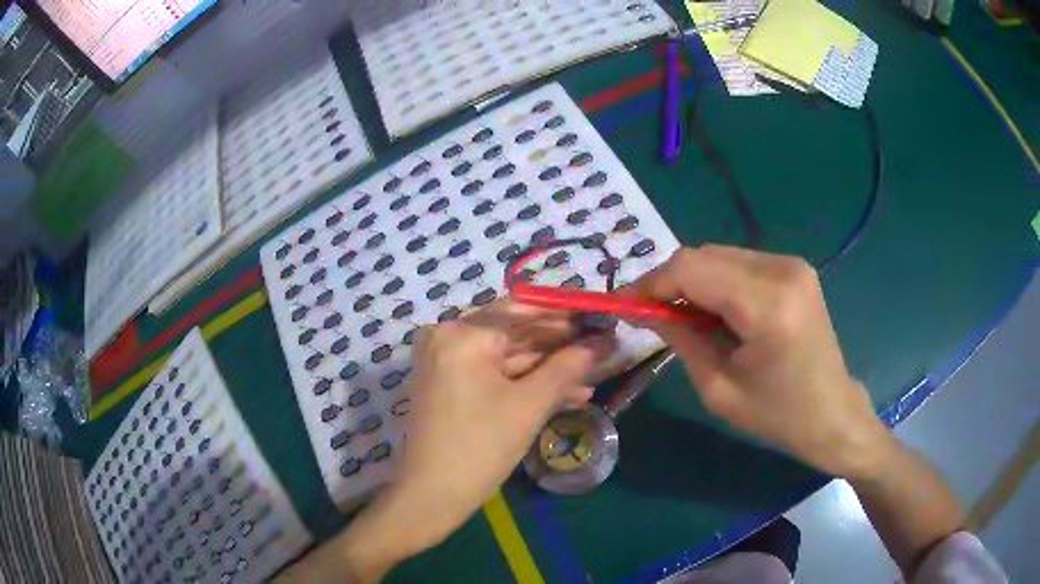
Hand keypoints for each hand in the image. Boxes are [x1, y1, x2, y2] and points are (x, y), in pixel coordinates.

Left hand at [277, 301, 615, 582]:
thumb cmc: (480, 447)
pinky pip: (494, 375)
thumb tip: (603, 343)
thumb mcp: (529, 405)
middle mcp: (449, 338)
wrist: (432, 496)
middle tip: (601, 348)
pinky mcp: (450, 385)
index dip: (563, 314)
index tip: (597, 318)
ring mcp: (446, 362)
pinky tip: (567, 396)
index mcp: (463, 335)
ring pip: (507, 357)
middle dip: (559, 345)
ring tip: (592, 377)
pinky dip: (525, 384)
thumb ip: (568, 368)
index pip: (522, 309)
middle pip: (514, 332)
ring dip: (548, 369)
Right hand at [630, 245, 886, 478]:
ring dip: (693, 281)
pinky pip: (739, 262)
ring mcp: (792, 264)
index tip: (626, 305)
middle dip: (670, 281)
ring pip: (719, 255)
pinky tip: (716, 312)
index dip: (652, 283)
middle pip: (704, 255)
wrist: (832, 412)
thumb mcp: (718, 389)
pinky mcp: (794, 267)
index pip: (692, 270)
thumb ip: (680, 339)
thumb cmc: (777, 414)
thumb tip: (642, 310)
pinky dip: (717, 281)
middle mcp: (782, 271)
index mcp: (767, 306)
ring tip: (684, 317)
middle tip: (652, 315)